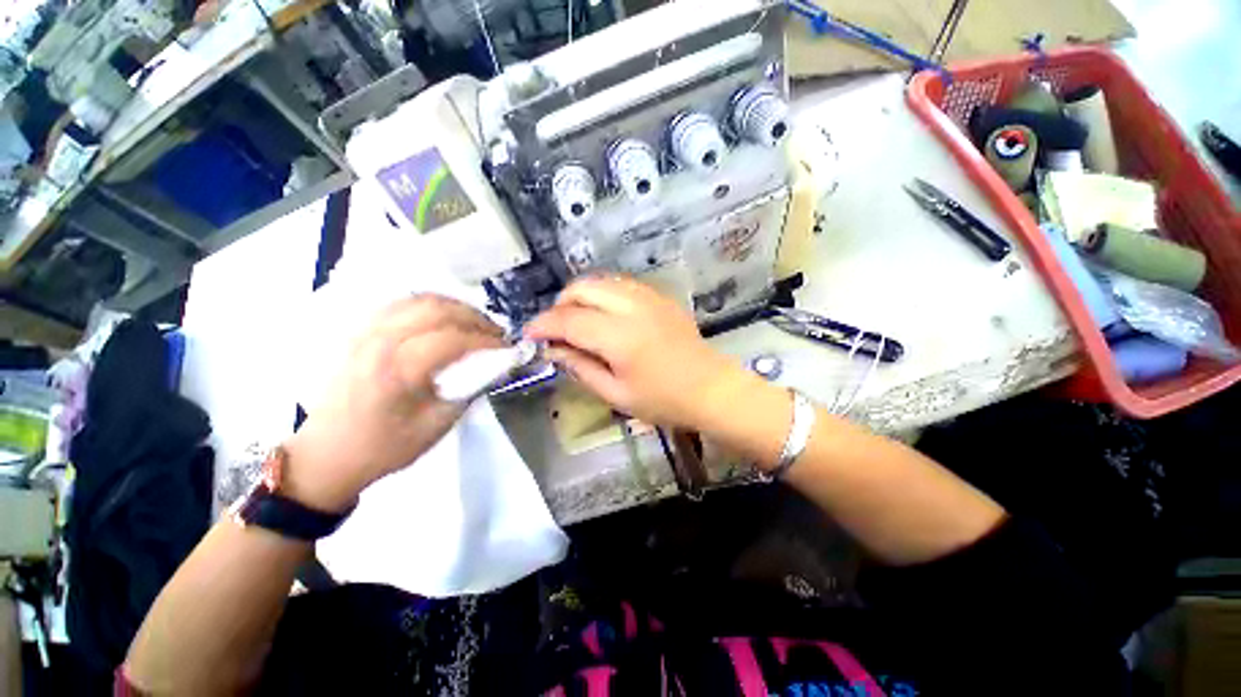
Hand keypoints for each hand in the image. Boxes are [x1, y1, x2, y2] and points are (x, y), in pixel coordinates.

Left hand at [282, 295, 505, 510]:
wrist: (327, 455)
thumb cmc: (385, 447)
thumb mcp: (437, 426)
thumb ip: (470, 390)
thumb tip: (496, 366)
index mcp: (398, 370)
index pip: (453, 339)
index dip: (487, 340)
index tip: (508, 347)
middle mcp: (380, 342)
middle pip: (438, 310)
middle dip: (475, 317)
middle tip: (496, 333)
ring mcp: (366, 332)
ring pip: (419, 300)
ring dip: (455, 307)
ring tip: (475, 323)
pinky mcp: (361, 332)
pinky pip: (402, 304)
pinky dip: (431, 306)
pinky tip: (444, 319)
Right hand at [524, 276, 743, 428]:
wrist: (711, 388)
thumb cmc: (664, 400)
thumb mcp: (616, 394)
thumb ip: (581, 368)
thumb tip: (554, 350)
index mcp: (619, 336)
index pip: (568, 320)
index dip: (543, 325)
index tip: (529, 335)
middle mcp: (631, 307)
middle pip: (582, 288)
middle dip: (560, 305)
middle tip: (555, 330)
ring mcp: (649, 297)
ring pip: (601, 281)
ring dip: (581, 296)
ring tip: (577, 321)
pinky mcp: (660, 297)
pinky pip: (621, 284)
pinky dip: (603, 294)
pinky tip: (605, 315)